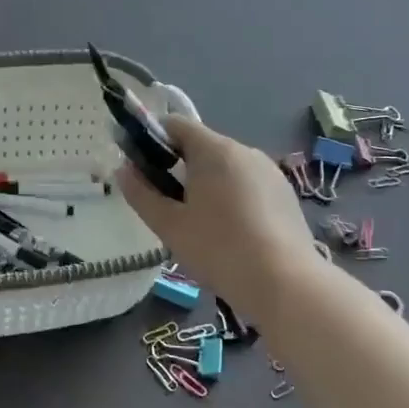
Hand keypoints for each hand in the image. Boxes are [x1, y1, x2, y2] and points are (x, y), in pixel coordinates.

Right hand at [115, 116, 320, 312]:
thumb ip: (141, 194)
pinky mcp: (285, 194)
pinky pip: (248, 184)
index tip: (140, 168)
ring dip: (206, 183)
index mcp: (214, 149)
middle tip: (166, 205)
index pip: (175, 124)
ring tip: (199, 224)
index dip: (152, 140)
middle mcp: (244, 150)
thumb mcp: (169, 225)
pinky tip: (231, 232)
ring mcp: (269, 171)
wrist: (285, 283)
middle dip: (179, 167)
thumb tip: (123, 170)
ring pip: (226, 167)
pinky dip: (232, 197)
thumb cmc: (219, 249)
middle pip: (201, 146)